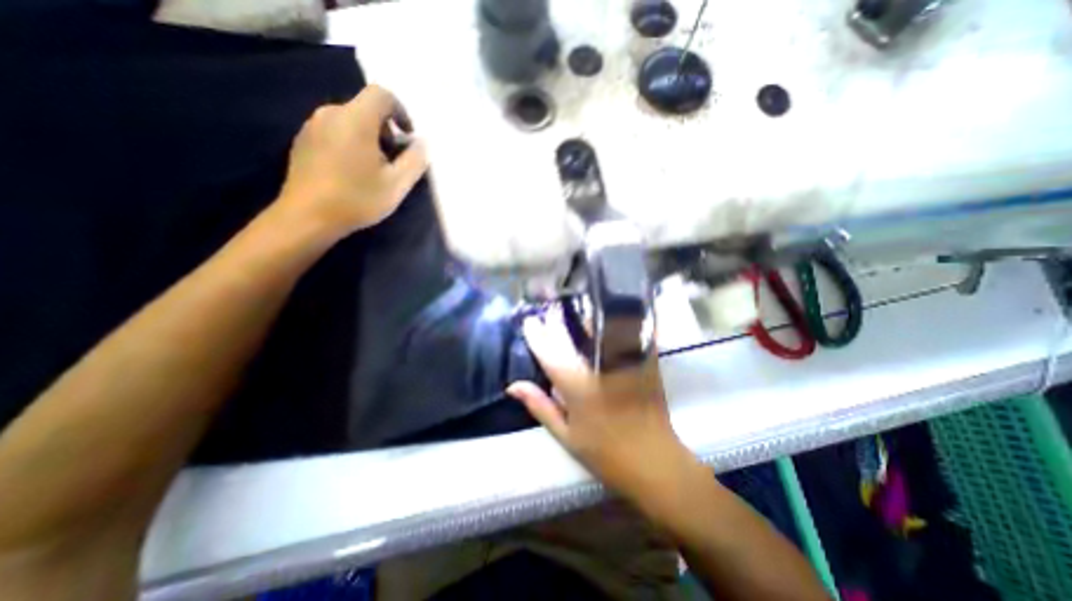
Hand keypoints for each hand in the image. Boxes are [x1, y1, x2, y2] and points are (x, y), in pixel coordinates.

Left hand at [272, 85, 429, 238]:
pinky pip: (334, 132)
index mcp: (356, 119)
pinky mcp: (303, 141)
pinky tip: (353, 172)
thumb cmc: (358, 199)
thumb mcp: (397, 184)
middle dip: (386, 130)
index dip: (401, 111)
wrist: (308, 217)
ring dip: (369, 138)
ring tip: (374, 170)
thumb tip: (423, 143)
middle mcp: (331, 113)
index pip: (381, 94)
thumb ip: (415, 160)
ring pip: (349, 121)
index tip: (408, 136)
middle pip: (365, 109)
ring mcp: (312, 126)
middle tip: (394, 161)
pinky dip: (350, 144)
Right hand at [508, 309, 699, 507]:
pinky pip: (624, 330)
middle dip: (558, 319)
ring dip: (582, 317)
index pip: (548, 350)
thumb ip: (539, 405)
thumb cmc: (605, 452)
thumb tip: (512, 385)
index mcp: (575, 384)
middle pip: (573, 331)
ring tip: (572, 314)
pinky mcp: (643, 358)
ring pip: (599, 325)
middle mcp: (597, 364)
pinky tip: (602, 320)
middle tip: (549, 313)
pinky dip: (610, 322)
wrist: (654, 460)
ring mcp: (622, 358)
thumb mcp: (565, 435)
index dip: (536, 333)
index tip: (529, 321)